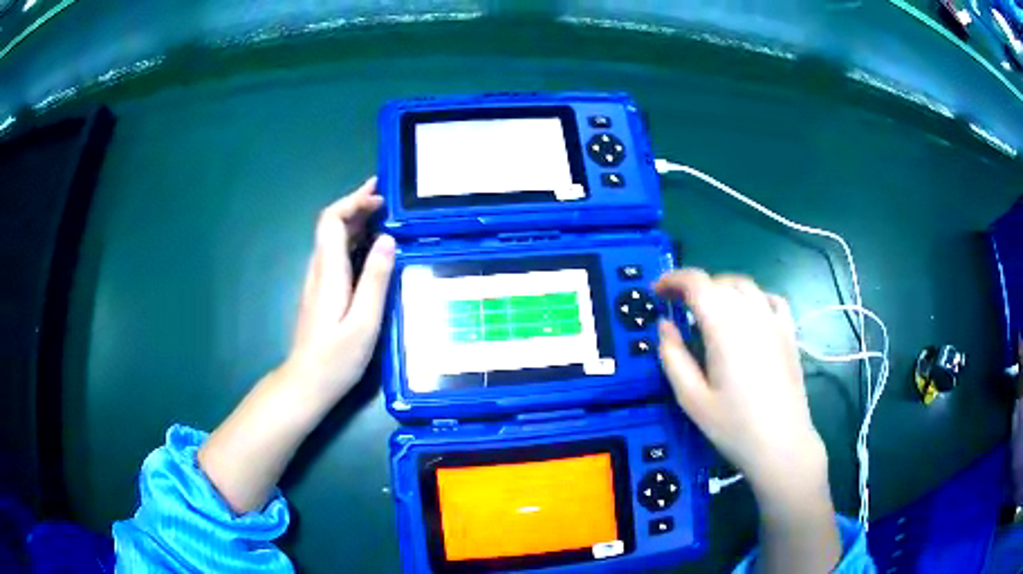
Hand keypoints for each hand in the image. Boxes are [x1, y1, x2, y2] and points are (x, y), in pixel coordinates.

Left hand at [282, 176, 395, 402]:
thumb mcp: (364, 323)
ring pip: (332, 238)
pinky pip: (336, 254)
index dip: (353, 201)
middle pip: (331, 224)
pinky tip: (371, 247)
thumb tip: (388, 240)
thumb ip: (375, 280)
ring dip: (355, 221)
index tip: (380, 197)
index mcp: (329, 272)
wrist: (306, 383)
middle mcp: (319, 270)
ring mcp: (317, 281)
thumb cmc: (336, 359)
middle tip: (388, 198)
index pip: (332, 221)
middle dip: (357, 205)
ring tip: (385, 216)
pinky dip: (353, 240)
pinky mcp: (321, 292)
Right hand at [655, 269, 825, 496]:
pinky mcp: (789, 333)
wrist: (781, 444)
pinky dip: (753, 297)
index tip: (656, 291)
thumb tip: (664, 326)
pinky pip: (771, 299)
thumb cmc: (733, 426)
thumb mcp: (691, 398)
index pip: (696, 282)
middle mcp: (751, 313)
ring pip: (745, 286)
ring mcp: (774, 321)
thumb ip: (673, 357)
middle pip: (719, 281)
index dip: (673, 279)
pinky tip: (748, 315)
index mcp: (724, 326)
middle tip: (676, 306)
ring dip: (721, 288)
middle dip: (693, 287)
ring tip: (708, 310)